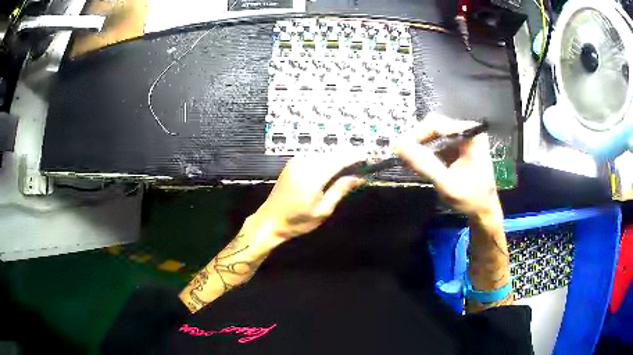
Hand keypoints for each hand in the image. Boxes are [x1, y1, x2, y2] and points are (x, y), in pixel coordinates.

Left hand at [252, 153, 364, 240]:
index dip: (356, 156)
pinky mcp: (292, 162)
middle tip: (363, 165)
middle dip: (349, 156)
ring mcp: (296, 161)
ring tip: (350, 168)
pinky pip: (315, 156)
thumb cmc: (297, 221)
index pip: (339, 159)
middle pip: (333, 153)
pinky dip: (327, 159)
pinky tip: (333, 169)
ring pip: (324, 153)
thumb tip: (359, 177)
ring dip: (338, 157)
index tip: (369, 158)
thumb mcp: (323, 211)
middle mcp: (304, 163)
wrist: (269, 221)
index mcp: (312, 176)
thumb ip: (340, 190)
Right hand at [394, 114, 500, 218]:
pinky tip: (424, 166)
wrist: (485, 210)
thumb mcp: (446, 183)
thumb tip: (398, 145)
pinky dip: (428, 153)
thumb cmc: (470, 198)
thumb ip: (424, 164)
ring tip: (413, 164)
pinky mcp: (459, 145)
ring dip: (421, 148)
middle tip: (405, 159)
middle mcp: (468, 130)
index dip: (415, 135)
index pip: (436, 125)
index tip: (399, 151)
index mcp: (471, 134)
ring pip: (434, 134)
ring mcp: (464, 137)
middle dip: (418, 142)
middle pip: (434, 127)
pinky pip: (438, 142)